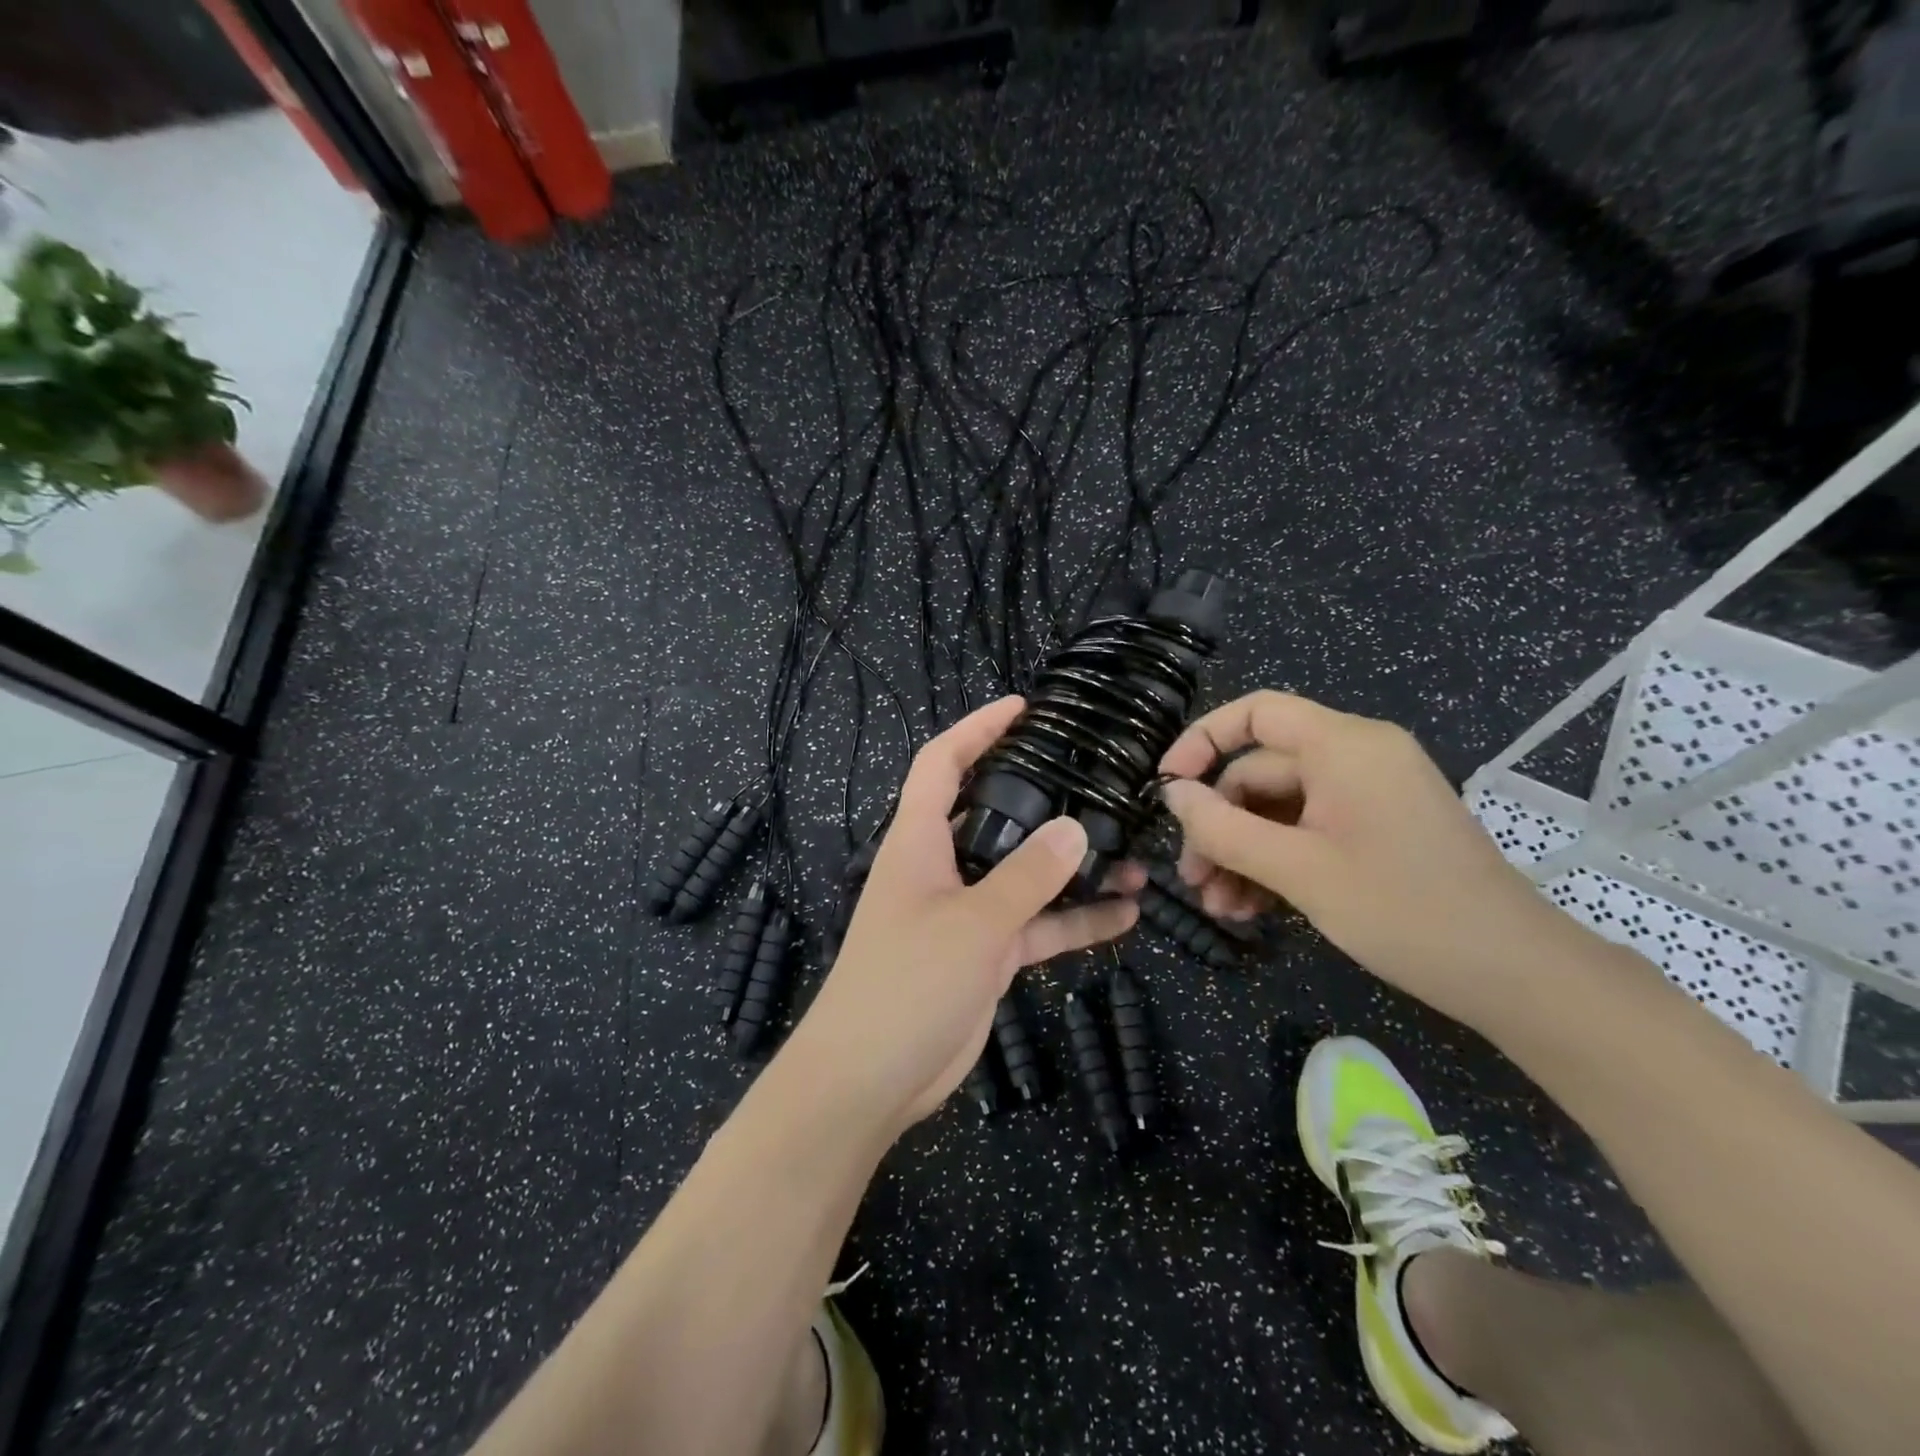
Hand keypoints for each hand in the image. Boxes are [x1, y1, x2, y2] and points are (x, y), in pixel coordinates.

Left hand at [785, 696, 1140, 1138]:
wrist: (869, 1080)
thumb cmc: (905, 983)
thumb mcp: (972, 924)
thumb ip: (1025, 877)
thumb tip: (1075, 828)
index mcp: (918, 841)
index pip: (941, 763)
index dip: (976, 728)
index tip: (1022, 708)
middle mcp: (941, 867)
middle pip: (991, 812)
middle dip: (1039, 794)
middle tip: (1093, 776)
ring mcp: (966, 912)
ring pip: (1024, 874)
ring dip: (1072, 867)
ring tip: (1133, 853)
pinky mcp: (985, 954)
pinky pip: (1036, 927)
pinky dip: (1074, 921)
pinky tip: (1125, 916)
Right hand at [1157, 691, 1561, 1030]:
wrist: (1515, 975)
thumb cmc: (1403, 910)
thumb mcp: (1298, 871)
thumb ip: (1224, 828)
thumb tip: (1171, 795)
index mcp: (1343, 745)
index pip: (1255, 712)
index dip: (1201, 740)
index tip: (1167, 788)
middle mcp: (1355, 757)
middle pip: (1260, 772)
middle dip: (1219, 825)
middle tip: (1193, 879)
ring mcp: (1368, 795)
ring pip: (1279, 809)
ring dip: (1242, 853)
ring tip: (1220, 907)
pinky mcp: (1377, 830)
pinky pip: (1308, 831)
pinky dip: (1276, 863)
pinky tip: (1252, 908)